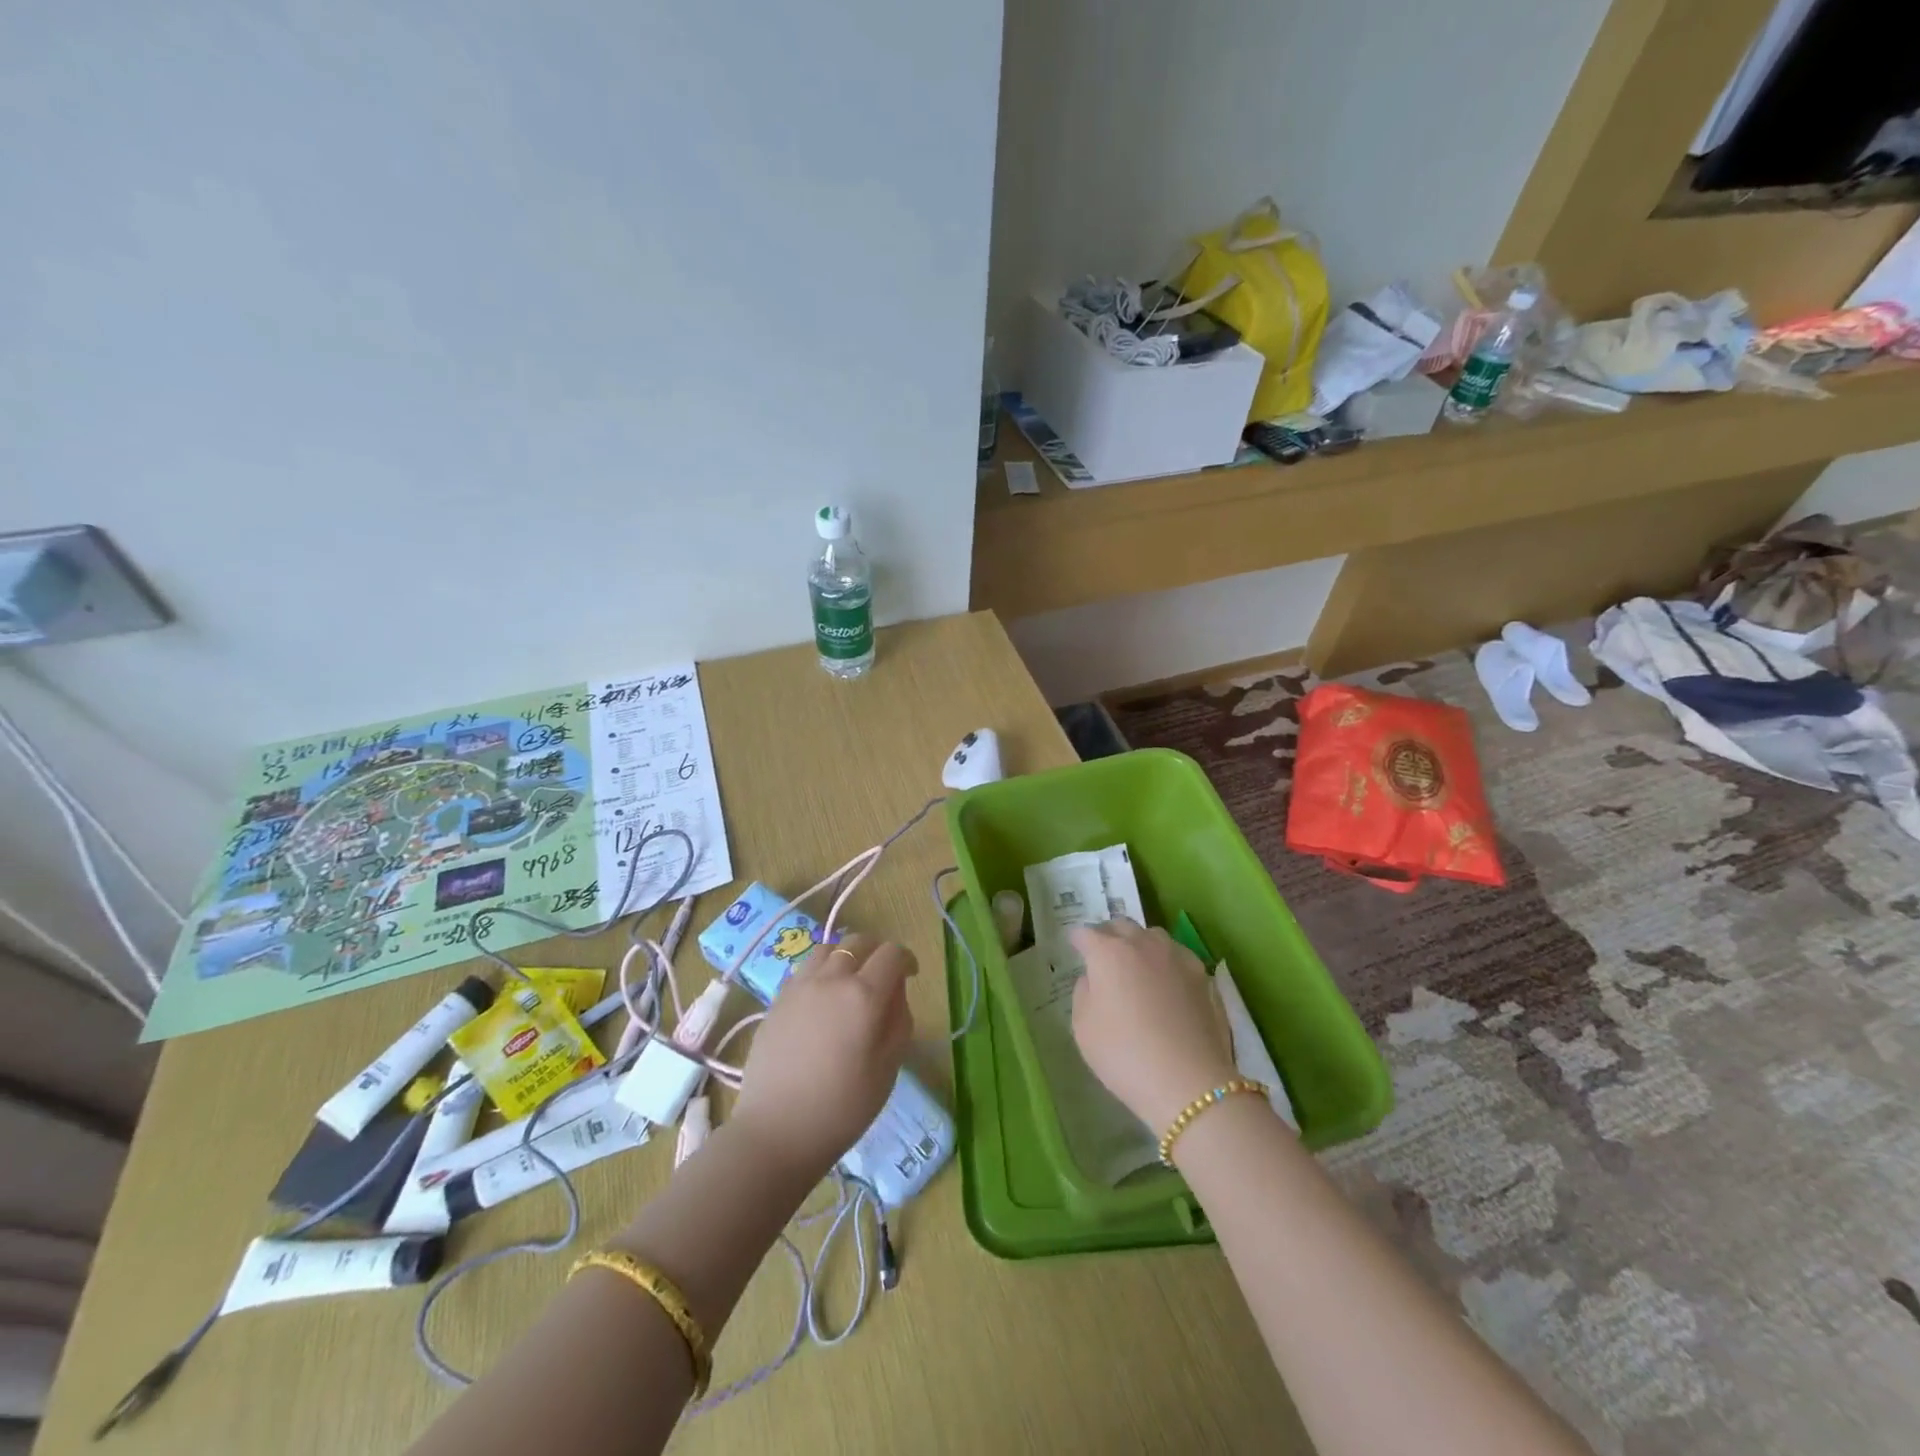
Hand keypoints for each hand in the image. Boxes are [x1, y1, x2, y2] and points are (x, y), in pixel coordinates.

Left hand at [731, 932, 914, 1183]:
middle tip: (882, 977)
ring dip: (845, 957)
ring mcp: (799, 987)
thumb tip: (896, 992)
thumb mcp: (888, 1069)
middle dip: (876, 952)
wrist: (776, 1132)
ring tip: (848, 983)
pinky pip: (804, 970)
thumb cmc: (842, 1108)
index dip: (906, 959)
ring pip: (827, 950)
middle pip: (858, 942)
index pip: (892, 954)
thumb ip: (899, 1021)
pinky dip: (820, 972)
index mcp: (864, 995)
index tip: (910, 975)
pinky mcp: (776, 1001)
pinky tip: (821, 1001)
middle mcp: (831, 979)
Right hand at [1070, 918, 1236, 1133]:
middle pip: (1121, 926)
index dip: (1077, 940)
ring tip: (1138, 966)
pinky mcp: (1203, 975)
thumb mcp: (1083, 1028)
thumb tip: (1094, 977)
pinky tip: (1167, 984)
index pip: (1086, 934)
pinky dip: (1166, 961)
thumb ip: (1083, 993)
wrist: (1189, 1083)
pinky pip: (1177, 956)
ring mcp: (1177, 956)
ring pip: (1153, 936)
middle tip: (1104, 953)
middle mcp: (1142, 944)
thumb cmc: (1124, 1055)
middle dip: (1109, 934)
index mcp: (1108, 953)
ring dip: (1140, 943)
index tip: (1075, 947)